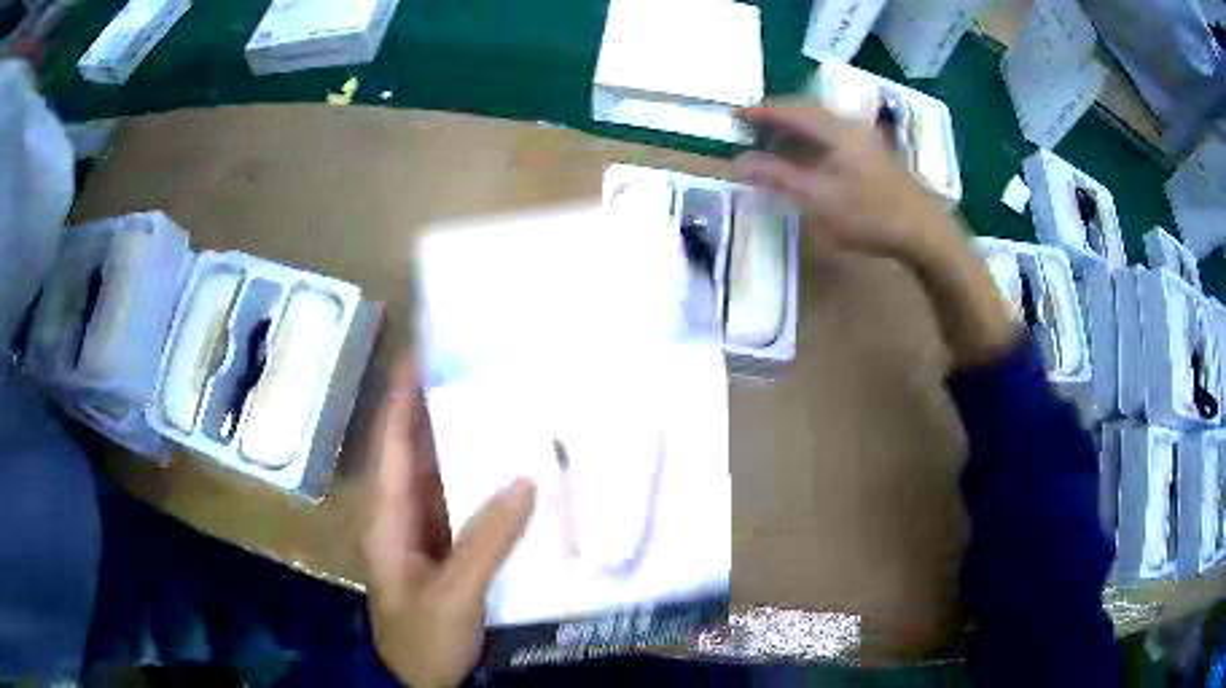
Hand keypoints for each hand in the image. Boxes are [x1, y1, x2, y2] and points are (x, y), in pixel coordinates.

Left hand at [362, 351, 535, 687]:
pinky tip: (508, 471)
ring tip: (499, 407)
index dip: (403, 396)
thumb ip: (487, 539)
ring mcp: (422, 534)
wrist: (419, 680)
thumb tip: (526, 478)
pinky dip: (479, 483)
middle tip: (477, 372)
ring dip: (462, 445)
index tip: (421, 353)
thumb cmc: (423, 637)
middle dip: (438, 410)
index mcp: (387, 516)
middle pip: (416, 451)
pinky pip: (460, 504)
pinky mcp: (443, 550)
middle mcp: (399, 514)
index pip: (391, 442)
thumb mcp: (454, 593)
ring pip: (439, 477)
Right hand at [733, 101, 958, 263]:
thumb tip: (739, 162)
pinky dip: (811, 141)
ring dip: (794, 129)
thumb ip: (778, 177)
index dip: (760, 112)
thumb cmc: (870, 214)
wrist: (923, 231)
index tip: (735, 116)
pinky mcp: (872, 155)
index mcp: (835, 130)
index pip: (790, 110)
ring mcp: (864, 140)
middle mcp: (849, 126)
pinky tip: (807, 158)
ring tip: (773, 143)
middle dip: (776, 117)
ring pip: (821, 124)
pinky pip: (832, 137)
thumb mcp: (819, 199)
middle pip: (806, 111)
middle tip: (751, 128)